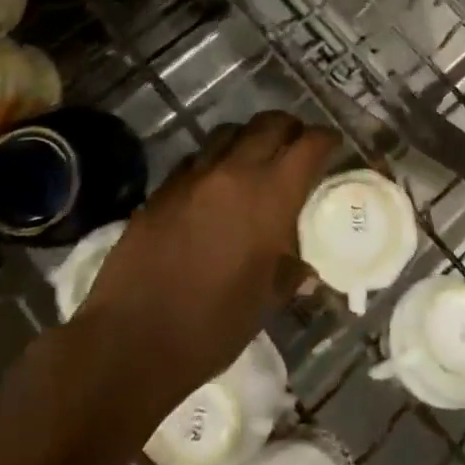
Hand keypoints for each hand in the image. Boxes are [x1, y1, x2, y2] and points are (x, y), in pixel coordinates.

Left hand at [79, 111, 337, 411]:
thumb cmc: (212, 326)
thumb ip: (289, 274)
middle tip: (297, 148)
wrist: (131, 340)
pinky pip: (196, 158)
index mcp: (271, 196)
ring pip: (229, 132)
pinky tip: (214, 187)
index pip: (309, 145)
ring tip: (255, 161)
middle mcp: (234, 173)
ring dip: (250, 139)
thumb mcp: (265, 302)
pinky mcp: (162, 190)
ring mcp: (193, 177)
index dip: (326, 140)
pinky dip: (214, 161)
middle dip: (290, 129)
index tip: (333, 146)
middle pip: (270, 124)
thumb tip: (305, 271)